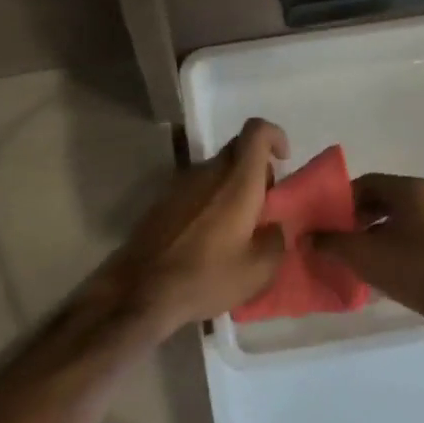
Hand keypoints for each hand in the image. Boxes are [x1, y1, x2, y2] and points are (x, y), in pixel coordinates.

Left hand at [104, 118, 288, 334]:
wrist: (140, 290)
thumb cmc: (205, 277)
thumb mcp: (258, 270)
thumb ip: (276, 239)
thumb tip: (273, 227)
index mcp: (236, 181)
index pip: (256, 131)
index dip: (275, 136)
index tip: (283, 160)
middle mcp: (207, 172)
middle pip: (237, 151)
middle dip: (257, 170)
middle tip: (264, 206)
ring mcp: (180, 184)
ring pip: (216, 171)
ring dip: (232, 188)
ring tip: (237, 229)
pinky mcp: (162, 201)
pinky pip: (197, 189)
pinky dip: (211, 202)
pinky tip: (209, 238)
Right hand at [312, 174, 423, 336]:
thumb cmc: (408, 267)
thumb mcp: (361, 253)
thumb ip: (330, 242)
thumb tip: (306, 237)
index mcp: (411, 189)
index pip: (367, 183)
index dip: (342, 200)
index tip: (327, 219)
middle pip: (384, 198)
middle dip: (358, 216)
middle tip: (339, 235)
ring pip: (399, 217)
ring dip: (375, 230)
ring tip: (357, 251)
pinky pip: (414, 232)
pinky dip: (394, 241)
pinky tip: (380, 262)